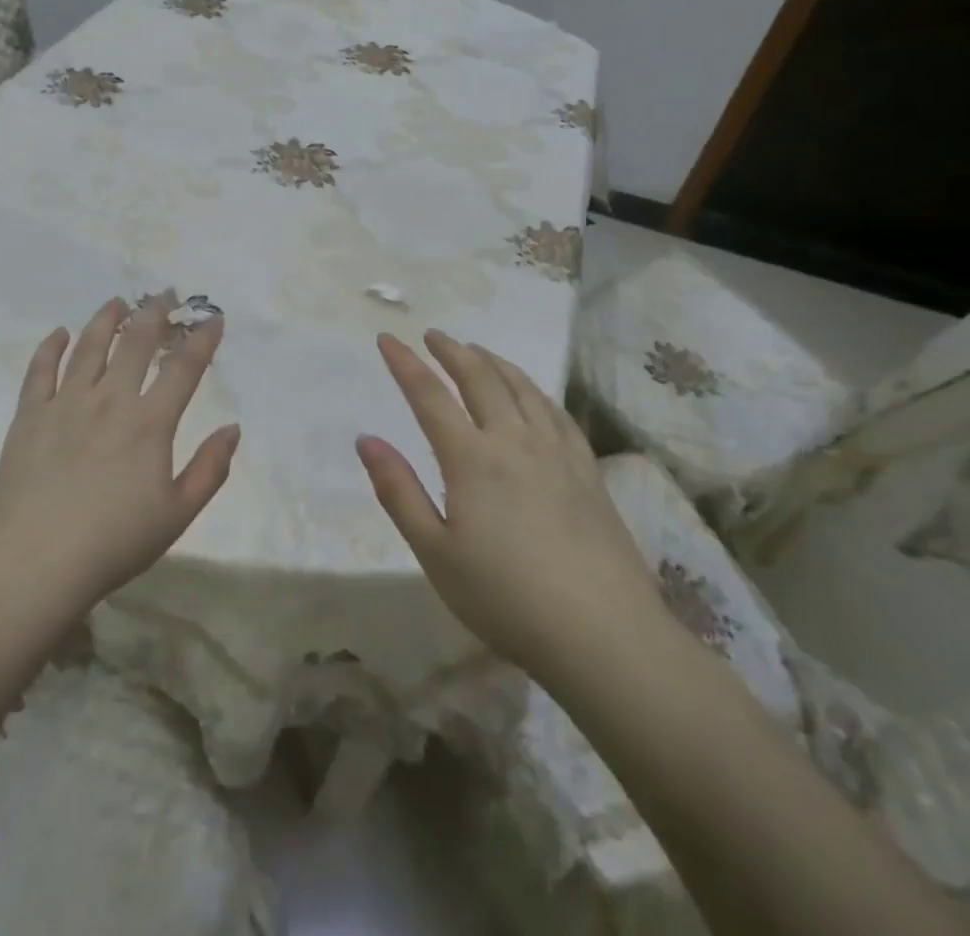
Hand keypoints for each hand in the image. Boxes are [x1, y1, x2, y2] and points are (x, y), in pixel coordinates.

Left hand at [0, 297, 239, 610]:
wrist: (34, 564)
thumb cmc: (113, 544)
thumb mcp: (177, 515)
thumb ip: (210, 469)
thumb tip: (233, 428)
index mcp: (149, 423)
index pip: (183, 368)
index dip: (202, 339)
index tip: (213, 319)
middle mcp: (110, 400)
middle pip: (136, 343)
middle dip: (155, 312)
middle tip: (164, 294)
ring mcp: (66, 403)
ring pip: (89, 346)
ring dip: (107, 319)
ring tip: (117, 302)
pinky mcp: (30, 415)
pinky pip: (41, 370)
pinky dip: (52, 347)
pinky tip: (60, 333)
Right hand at [356, 330, 662, 671]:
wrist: (603, 635)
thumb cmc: (505, 598)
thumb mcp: (435, 553)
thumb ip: (399, 491)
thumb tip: (366, 439)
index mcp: (471, 458)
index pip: (429, 395)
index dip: (405, 363)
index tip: (387, 338)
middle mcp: (513, 440)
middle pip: (480, 378)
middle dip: (452, 351)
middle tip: (432, 335)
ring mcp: (556, 452)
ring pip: (521, 387)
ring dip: (493, 362)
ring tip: (476, 351)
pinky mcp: (588, 470)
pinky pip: (556, 412)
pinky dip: (534, 390)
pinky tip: (531, 394)